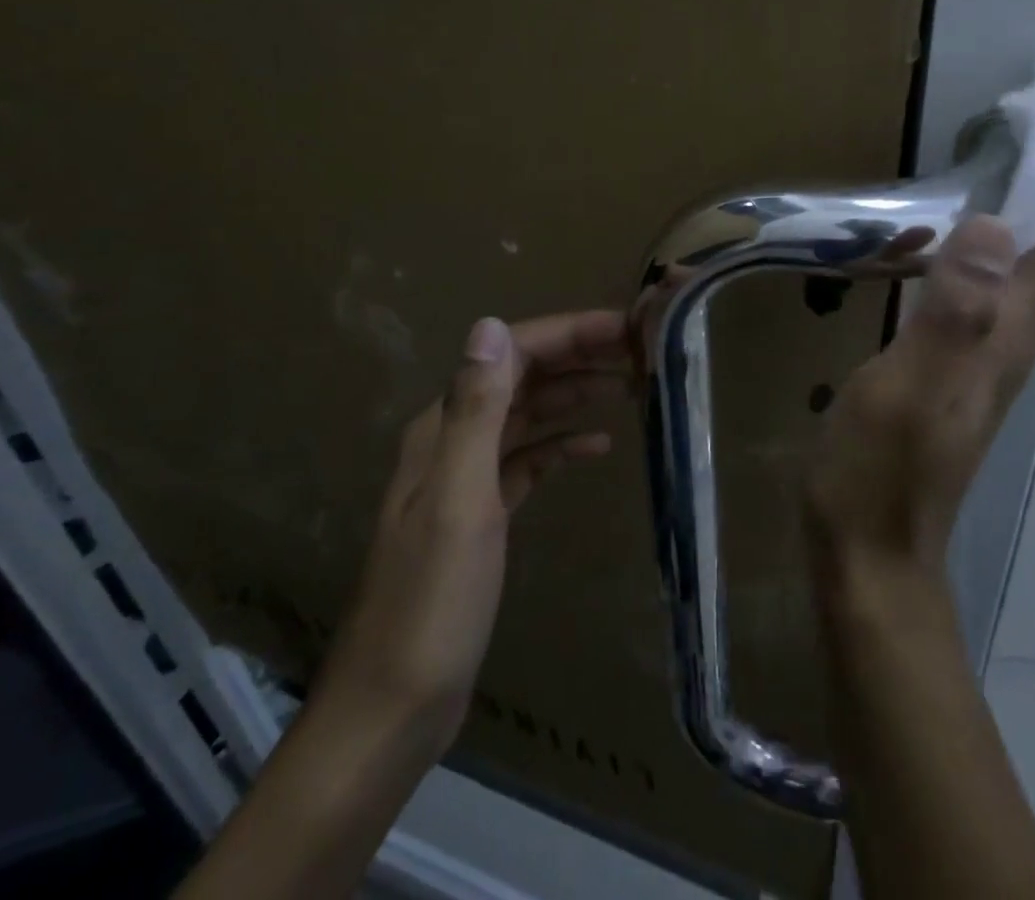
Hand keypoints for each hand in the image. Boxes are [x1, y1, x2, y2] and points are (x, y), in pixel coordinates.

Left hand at [312, 311, 626, 755]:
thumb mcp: (459, 500)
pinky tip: (598, 446)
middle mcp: (453, 439)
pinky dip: (562, 444)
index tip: (626, 328)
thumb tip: (491, 324)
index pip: (512, 352)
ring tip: (632, 386)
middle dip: (579, 355)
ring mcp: (466, 478)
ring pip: (528, 414)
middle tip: (642, 351)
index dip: (569, 333)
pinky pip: (528, 459)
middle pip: (523, 376)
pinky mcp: (482, 514)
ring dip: (576, 393)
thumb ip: (475, 411)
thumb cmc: (431, 604)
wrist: (392, 710)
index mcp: (444, 427)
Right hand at [803, 81, 1034, 580]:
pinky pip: (996, 272)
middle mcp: (1013, 330)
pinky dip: (1001, 226)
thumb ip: (953, 313)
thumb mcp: (907, 390)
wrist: (873, 549)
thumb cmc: (881, 469)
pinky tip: (970, 217)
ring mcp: (987, 345)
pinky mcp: (958, 354)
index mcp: (1007, 329)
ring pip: (1034, 251)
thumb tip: (995, 225)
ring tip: (1020, 139)